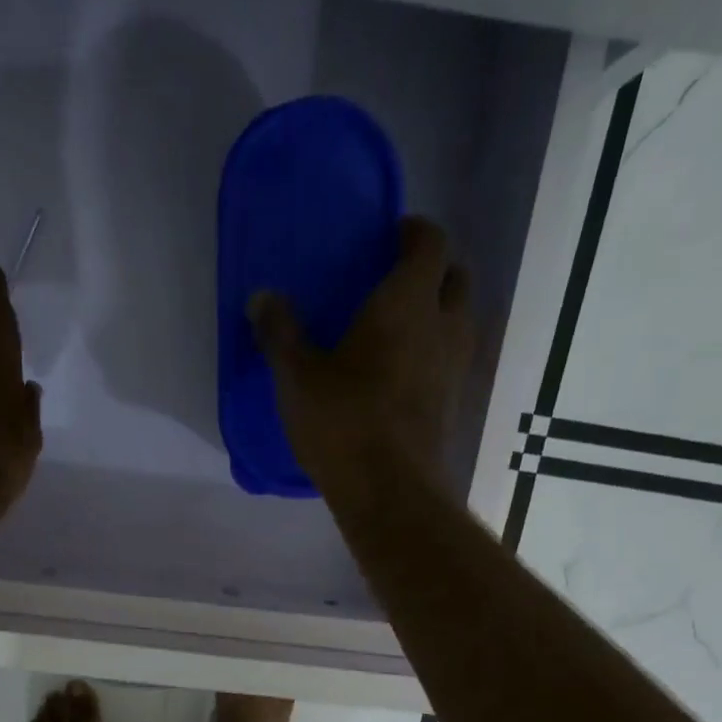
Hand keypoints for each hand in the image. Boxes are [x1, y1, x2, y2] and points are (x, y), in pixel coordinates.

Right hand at [248, 217, 475, 504]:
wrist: (390, 490)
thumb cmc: (343, 422)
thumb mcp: (297, 377)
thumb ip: (280, 333)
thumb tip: (261, 297)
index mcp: (407, 302)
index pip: (431, 242)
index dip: (415, 231)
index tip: (390, 236)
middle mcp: (444, 325)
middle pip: (456, 278)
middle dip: (433, 271)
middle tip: (395, 283)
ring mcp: (456, 367)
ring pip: (459, 321)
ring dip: (438, 314)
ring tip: (400, 330)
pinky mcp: (454, 404)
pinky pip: (452, 360)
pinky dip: (435, 354)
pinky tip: (404, 375)